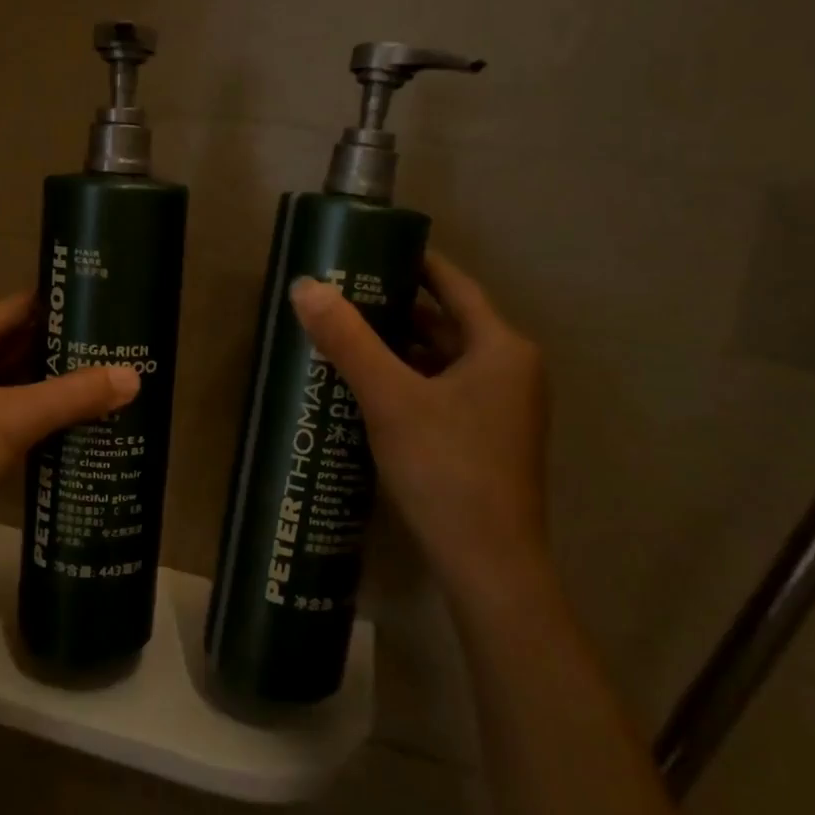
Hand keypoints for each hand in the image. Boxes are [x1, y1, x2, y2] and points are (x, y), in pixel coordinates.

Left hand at [0, 292, 139, 561]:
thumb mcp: (17, 418)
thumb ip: (75, 395)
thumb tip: (133, 376)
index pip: (20, 307)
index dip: (60, 306)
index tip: (104, 308)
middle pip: (20, 343)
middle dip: (64, 347)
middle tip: (115, 349)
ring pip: (16, 379)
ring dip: (53, 382)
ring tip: (105, 381)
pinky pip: (10, 410)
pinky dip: (39, 411)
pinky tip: (75, 420)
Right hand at [289, 251, 548, 603]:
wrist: (489, 567)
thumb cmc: (446, 469)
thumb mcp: (389, 398)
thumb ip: (348, 340)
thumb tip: (305, 286)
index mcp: (501, 348)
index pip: (455, 285)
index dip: (416, 263)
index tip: (373, 248)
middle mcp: (509, 371)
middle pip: (448, 322)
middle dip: (397, 307)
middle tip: (344, 292)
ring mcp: (502, 409)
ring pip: (444, 359)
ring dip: (400, 346)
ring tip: (347, 333)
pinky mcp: (486, 439)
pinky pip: (443, 390)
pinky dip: (409, 379)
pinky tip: (369, 386)